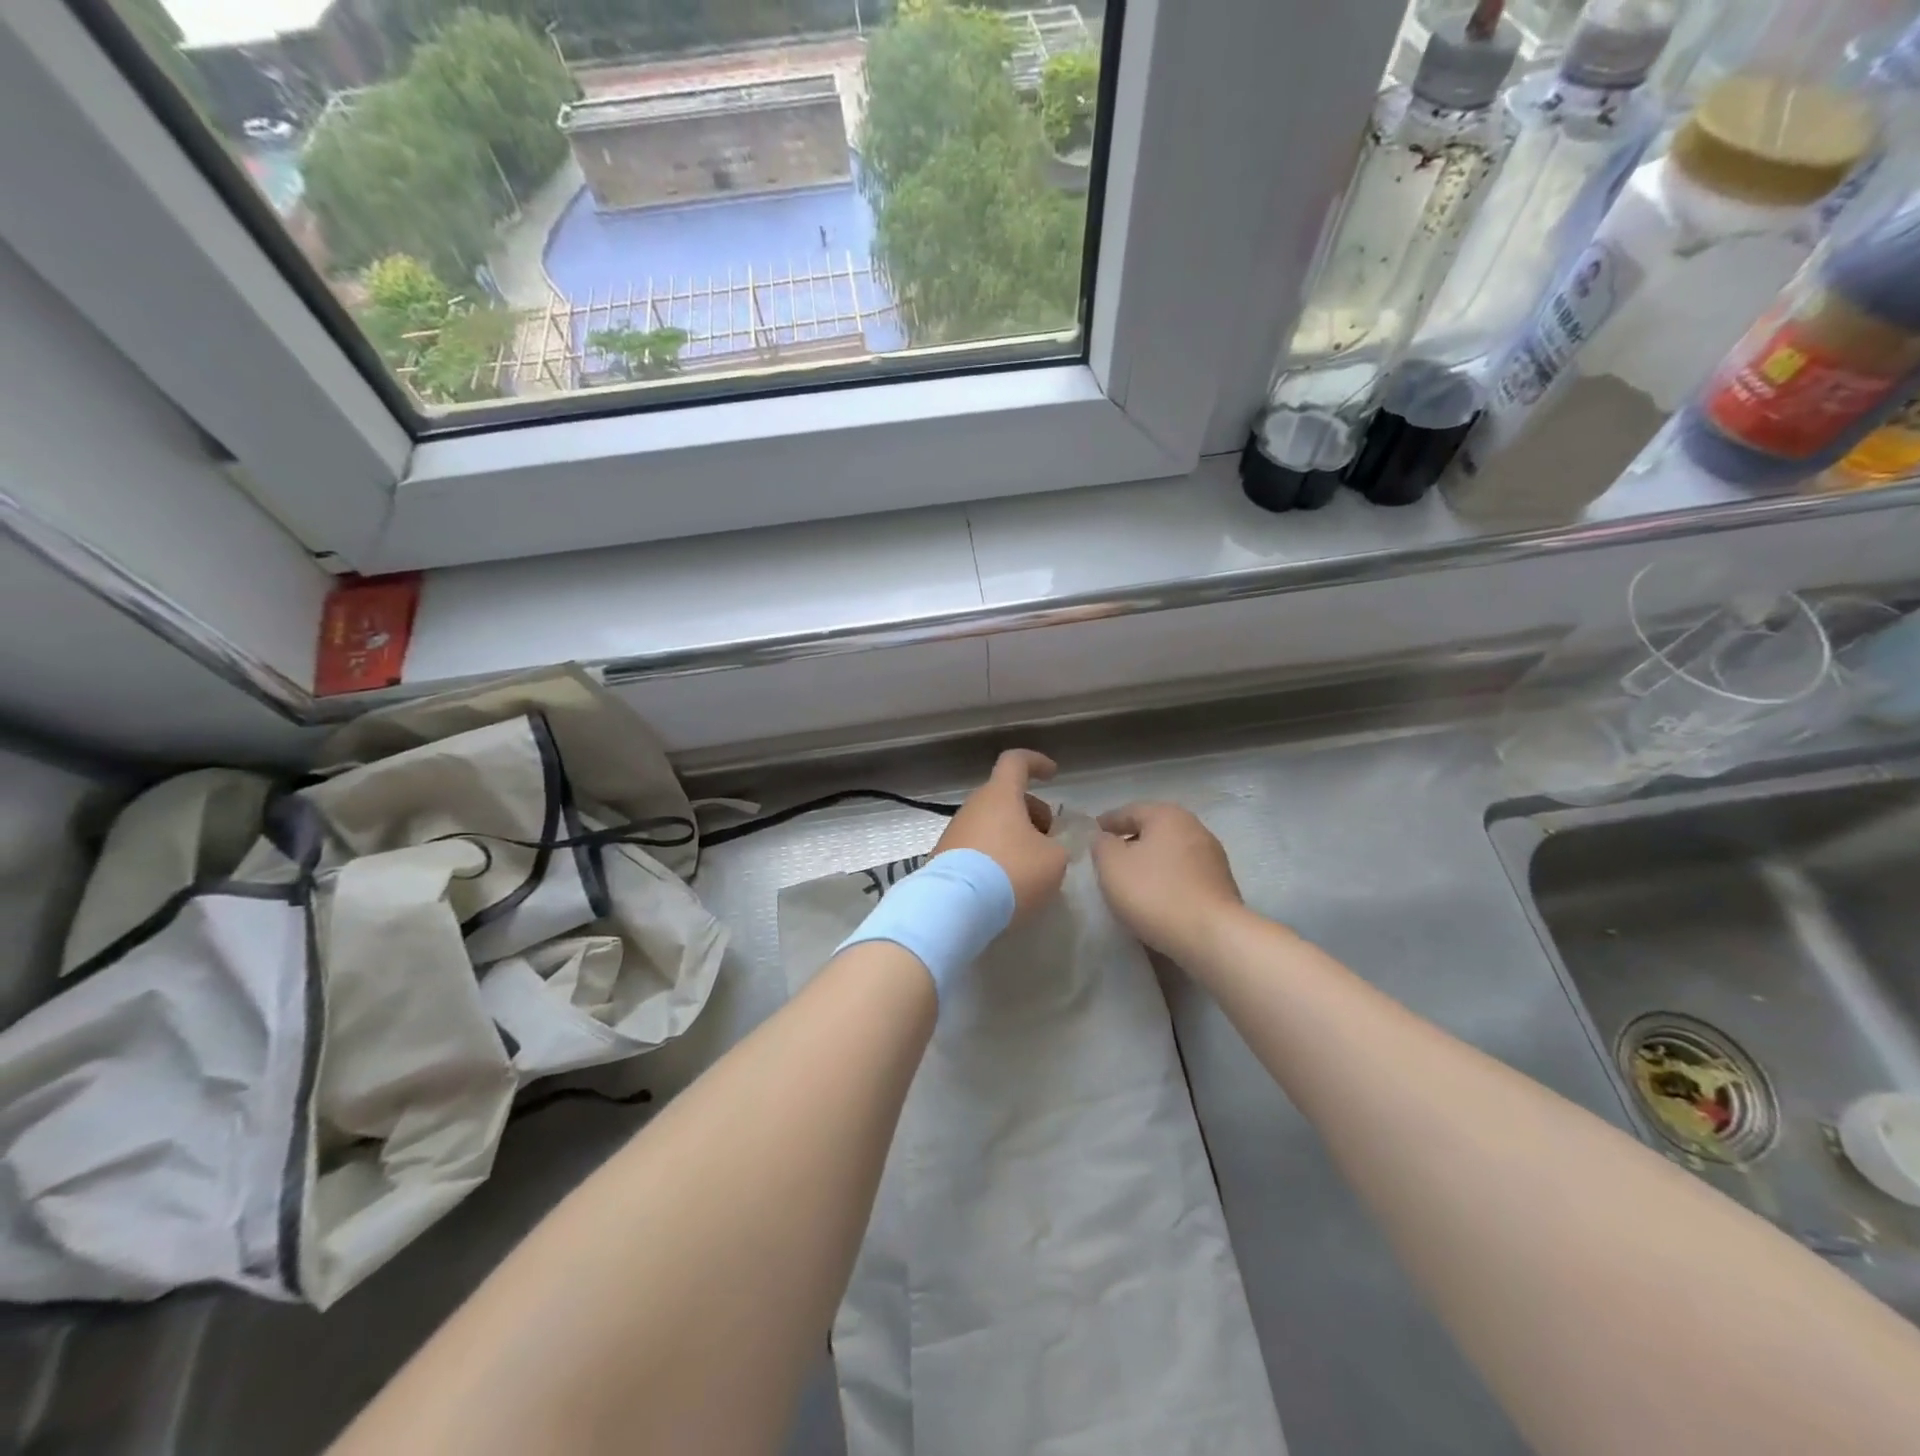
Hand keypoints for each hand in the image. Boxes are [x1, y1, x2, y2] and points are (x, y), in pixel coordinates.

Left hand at [934, 750, 1067, 922]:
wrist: (955, 907)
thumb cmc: (1011, 873)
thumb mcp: (1054, 860)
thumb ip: (1057, 846)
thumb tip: (1046, 848)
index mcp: (1000, 795)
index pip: (1016, 761)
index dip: (1036, 762)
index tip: (1052, 774)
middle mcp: (973, 806)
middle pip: (1005, 796)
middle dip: (1030, 812)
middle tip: (1048, 839)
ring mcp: (955, 831)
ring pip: (990, 822)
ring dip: (1012, 836)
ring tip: (1030, 867)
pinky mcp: (943, 857)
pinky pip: (976, 846)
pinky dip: (994, 856)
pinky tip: (1006, 883)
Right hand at [1092, 803, 1243, 962]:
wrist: (1211, 936)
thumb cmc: (1154, 892)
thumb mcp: (1112, 865)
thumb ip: (1102, 845)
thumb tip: (1105, 839)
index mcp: (1167, 815)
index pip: (1129, 811)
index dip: (1107, 822)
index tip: (1092, 834)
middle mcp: (1194, 827)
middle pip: (1154, 829)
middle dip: (1131, 841)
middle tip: (1109, 858)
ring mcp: (1212, 857)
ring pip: (1170, 852)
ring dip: (1150, 862)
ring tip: (1131, 880)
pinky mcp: (1221, 884)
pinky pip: (1184, 874)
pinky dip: (1167, 879)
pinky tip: (1156, 897)